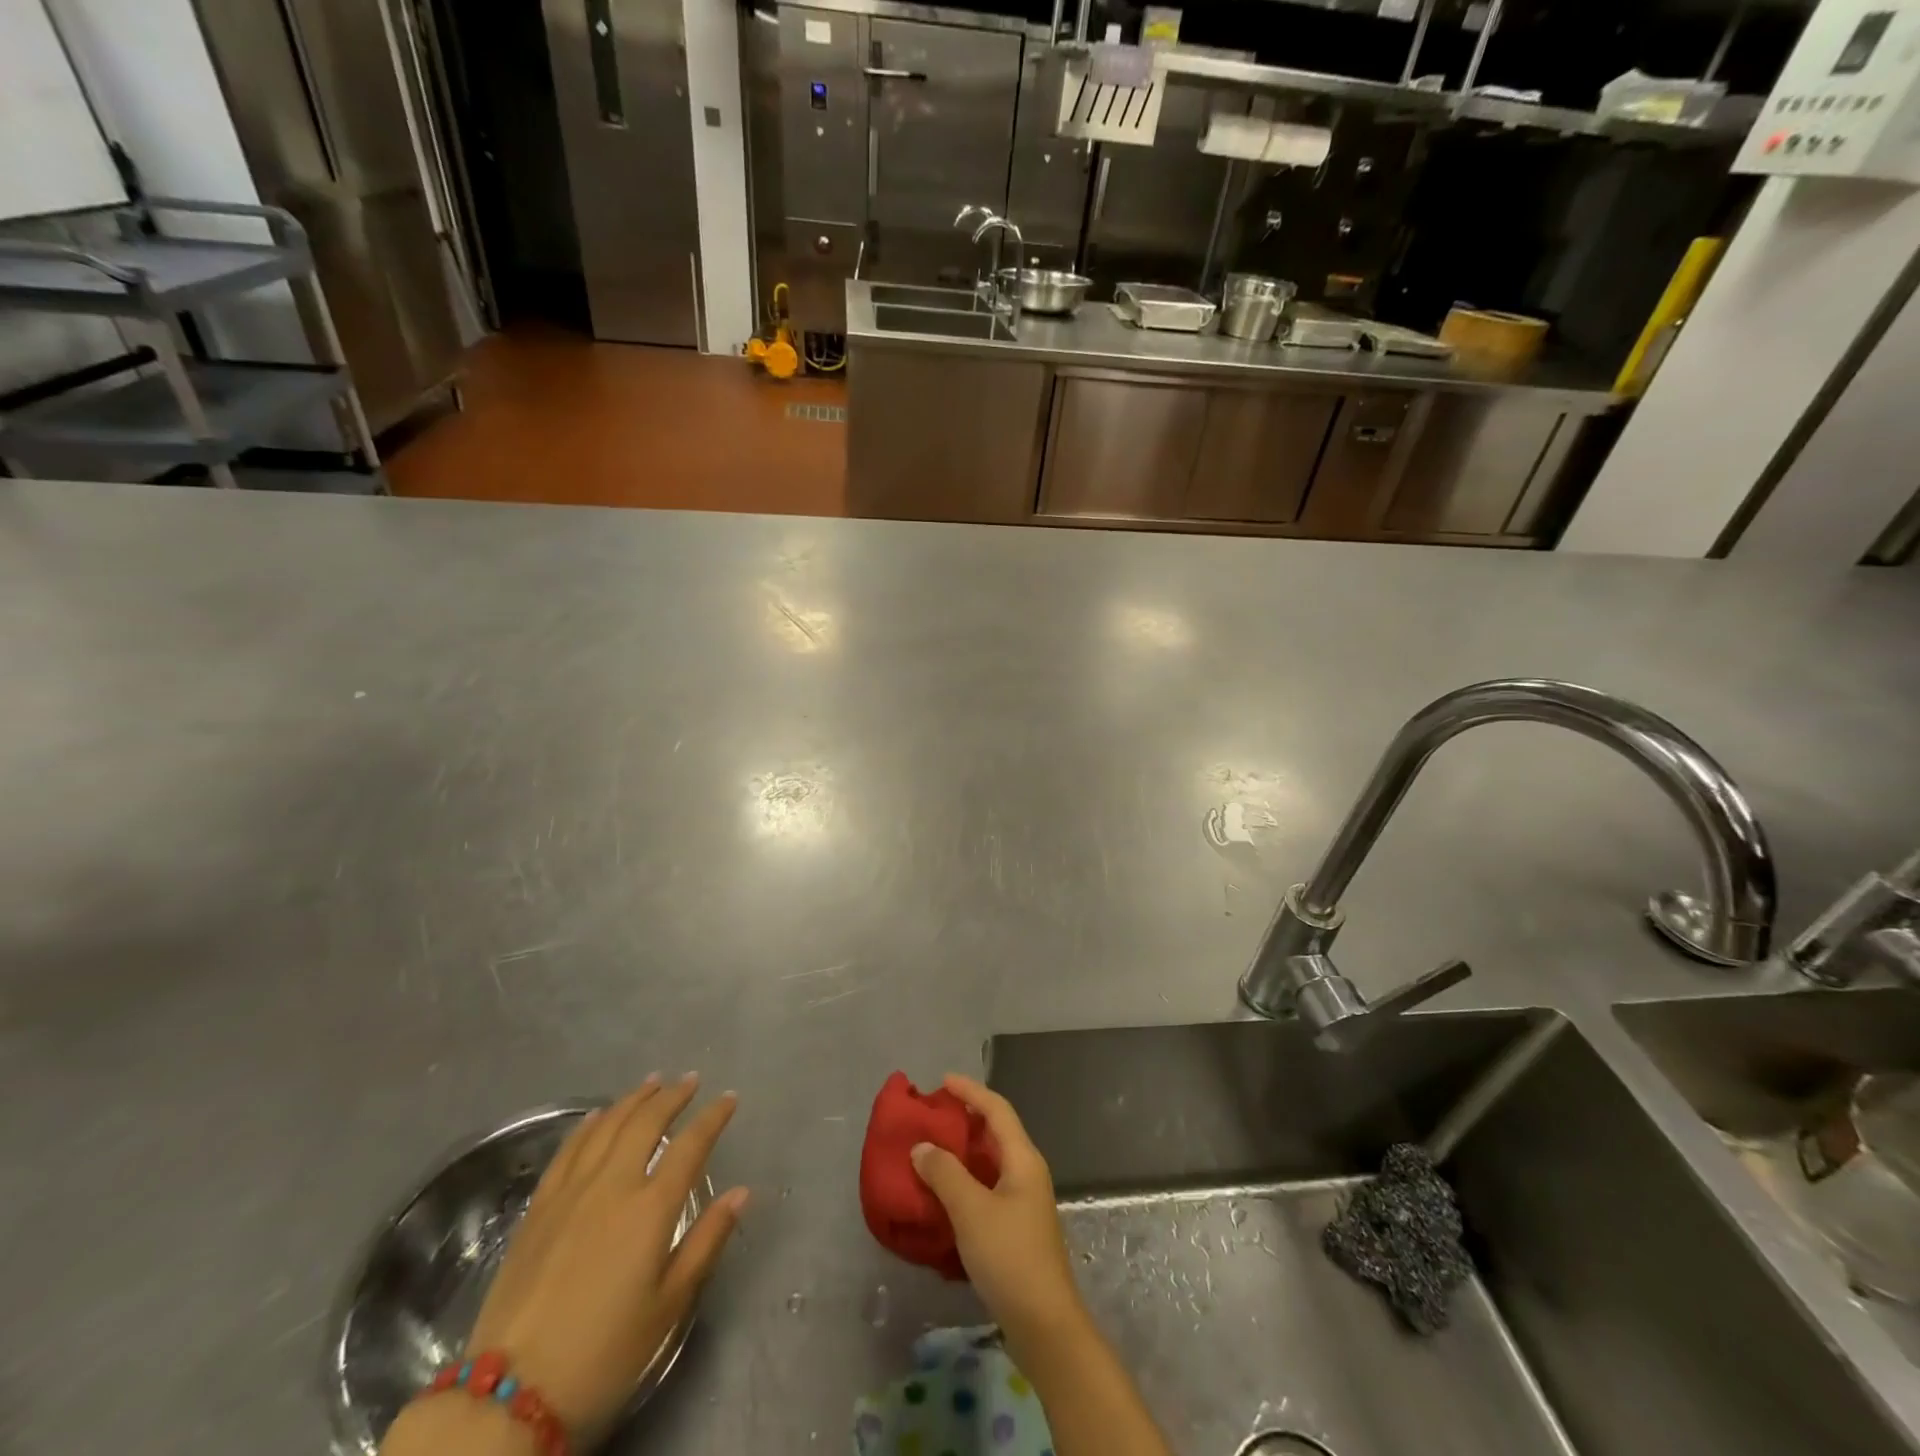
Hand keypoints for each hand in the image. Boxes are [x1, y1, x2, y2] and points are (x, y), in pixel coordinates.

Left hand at [462, 1075, 747, 1443]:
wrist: (508, 1396)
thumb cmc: (603, 1355)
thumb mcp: (668, 1307)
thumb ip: (707, 1241)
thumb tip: (741, 1192)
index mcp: (651, 1208)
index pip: (691, 1145)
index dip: (713, 1117)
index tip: (729, 1098)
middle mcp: (613, 1185)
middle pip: (647, 1123)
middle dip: (672, 1096)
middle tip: (690, 1080)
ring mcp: (571, 1192)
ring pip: (607, 1126)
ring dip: (633, 1100)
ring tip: (652, 1083)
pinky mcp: (538, 1209)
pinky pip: (569, 1150)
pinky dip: (589, 1125)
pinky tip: (597, 1116)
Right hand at [908, 1074, 1084, 1347]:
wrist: (1044, 1325)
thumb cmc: (1010, 1257)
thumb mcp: (971, 1210)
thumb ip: (944, 1174)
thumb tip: (922, 1147)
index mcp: (1022, 1159)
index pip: (997, 1109)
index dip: (970, 1091)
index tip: (941, 1081)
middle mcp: (1026, 1172)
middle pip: (995, 1132)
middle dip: (965, 1118)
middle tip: (931, 1115)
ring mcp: (1023, 1202)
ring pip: (989, 1162)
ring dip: (962, 1152)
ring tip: (930, 1149)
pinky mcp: (1015, 1228)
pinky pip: (986, 1188)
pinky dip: (964, 1181)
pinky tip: (942, 1193)